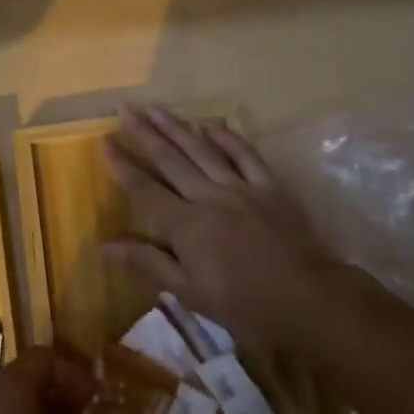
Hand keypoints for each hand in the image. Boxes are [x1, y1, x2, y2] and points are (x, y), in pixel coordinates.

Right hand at [103, 107, 342, 346]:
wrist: (309, 300)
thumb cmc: (244, 304)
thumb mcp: (189, 292)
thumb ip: (147, 263)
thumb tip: (105, 243)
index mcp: (185, 225)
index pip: (144, 189)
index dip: (122, 165)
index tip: (105, 140)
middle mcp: (207, 196)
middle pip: (170, 160)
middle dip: (144, 133)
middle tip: (125, 109)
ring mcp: (240, 187)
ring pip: (201, 150)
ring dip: (176, 127)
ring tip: (155, 108)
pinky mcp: (269, 186)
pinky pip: (245, 154)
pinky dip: (226, 137)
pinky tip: (210, 123)